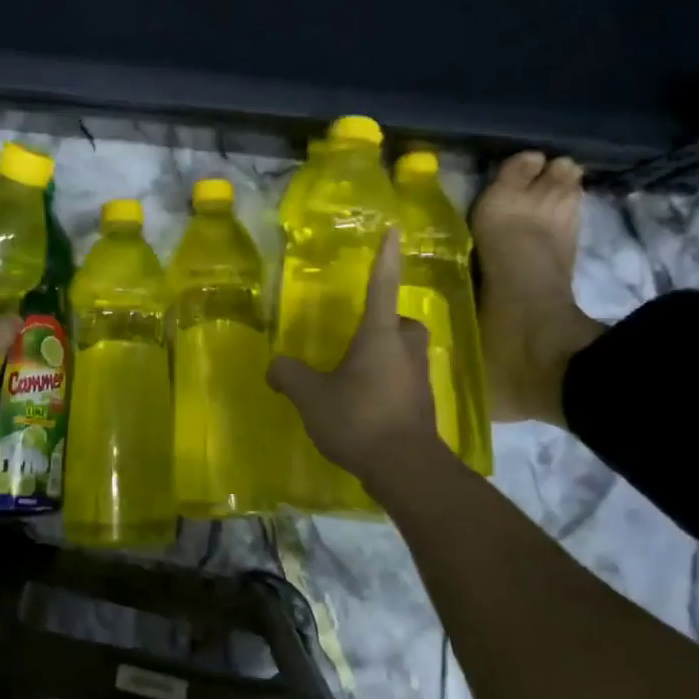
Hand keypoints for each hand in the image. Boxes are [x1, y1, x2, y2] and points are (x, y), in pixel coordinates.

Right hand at [268, 229, 442, 482]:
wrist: (406, 468)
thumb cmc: (359, 419)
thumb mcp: (312, 397)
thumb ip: (289, 376)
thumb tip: (274, 367)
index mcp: (379, 335)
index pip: (382, 286)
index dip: (385, 258)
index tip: (395, 231)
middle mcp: (405, 349)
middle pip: (402, 322)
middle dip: (388, 322)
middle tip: (363, 335)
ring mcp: (419, 377)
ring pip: (407, 352)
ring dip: (388, 354)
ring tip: (359, 372)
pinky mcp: (424, 404)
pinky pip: (406, 380)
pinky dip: (390, 383)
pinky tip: (369, 402)